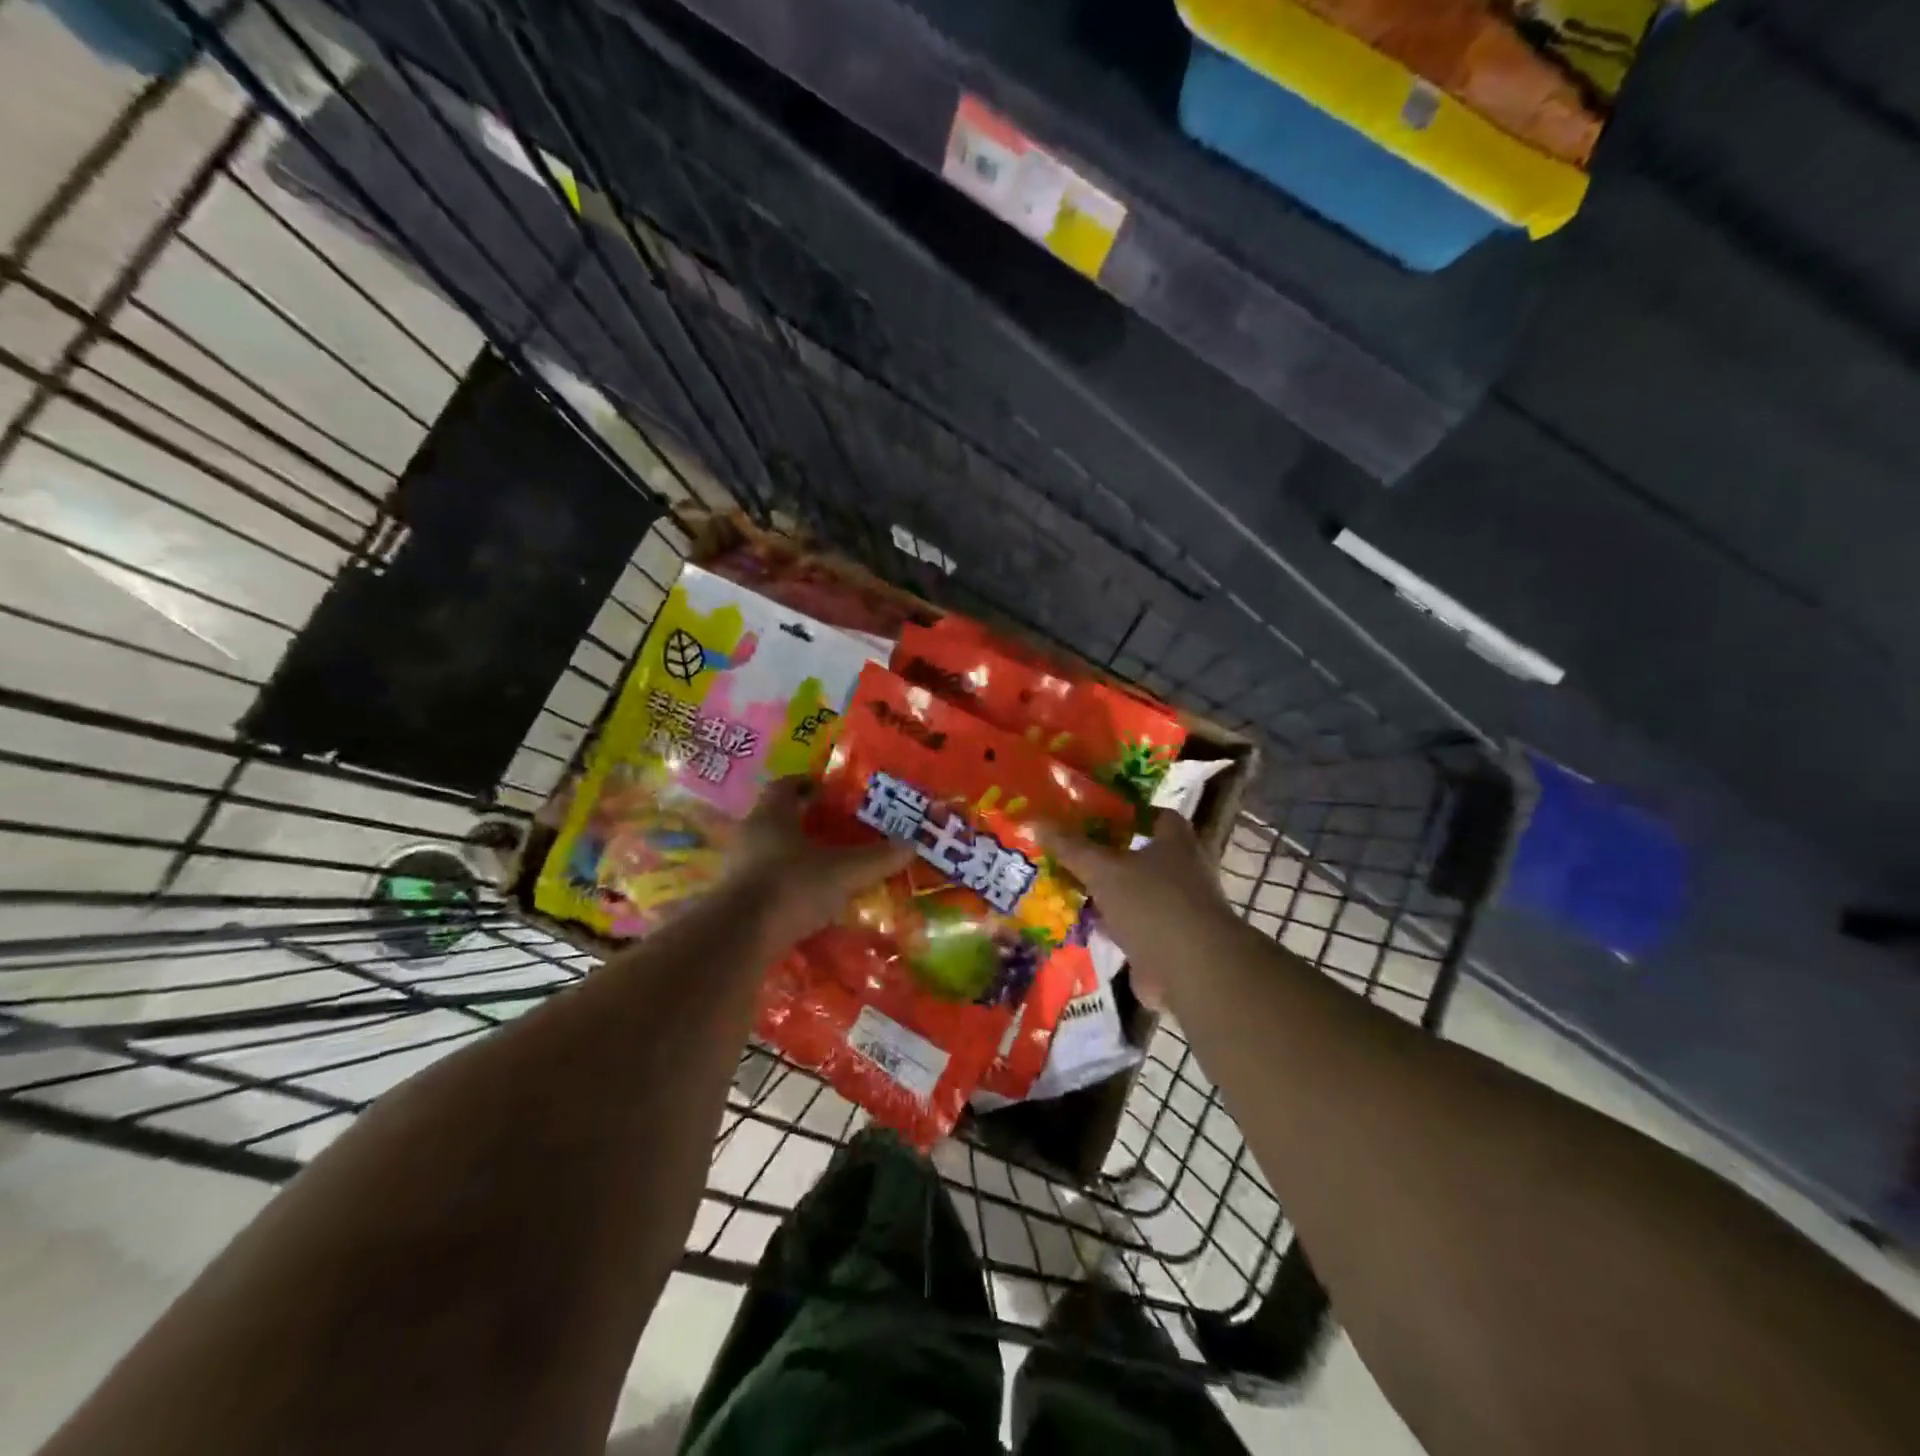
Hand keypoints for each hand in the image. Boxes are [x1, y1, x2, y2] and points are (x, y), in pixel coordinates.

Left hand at [719, 778, 913, 950]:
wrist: (740, 937)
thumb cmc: (791, 886)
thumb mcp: (843, 872)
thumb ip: (877, 858)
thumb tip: (912, 844)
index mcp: (772, 814)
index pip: (786, 785)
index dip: (808, 784)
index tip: (830, 791)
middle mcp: (751, 834)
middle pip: (778, 818)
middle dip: (806, 821)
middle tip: (836, 829)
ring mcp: (739, 867)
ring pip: (771, 850)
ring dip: (795, 854)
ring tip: (826, 866)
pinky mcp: (736, 898)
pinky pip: (765, 880)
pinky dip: (786, 884)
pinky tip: (808, 899)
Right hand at [1041, 810, 1233, 1004]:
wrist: (1192, 971)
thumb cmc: (1152, 904)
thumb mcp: (1103, 870)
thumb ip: (1071, 847)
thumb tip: (1036, 820)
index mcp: (1176, 842)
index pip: (1155, 815)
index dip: (1127, 813)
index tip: (1094, 816)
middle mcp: (1184, 871)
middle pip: (1143, 855)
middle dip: (1110, 856)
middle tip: (1073, 852)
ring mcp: (1180, 910)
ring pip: (1137, 893)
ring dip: (1110, 894)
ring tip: (1070, 887)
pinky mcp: (1171, 943)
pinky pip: (1135, 927)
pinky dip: (1113, 926)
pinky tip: (1084, 926)